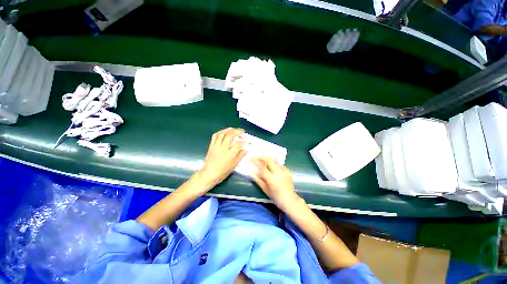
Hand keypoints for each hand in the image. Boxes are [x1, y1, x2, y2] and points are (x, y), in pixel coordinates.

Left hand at [197, 128, 246, 188]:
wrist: (209, 173)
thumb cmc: (223, 171)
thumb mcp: (234, 165)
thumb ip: (240, 156)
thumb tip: (245, 150)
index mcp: (230, 154)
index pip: (239, 144)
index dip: (243, 140)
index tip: (246, 137)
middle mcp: (223, 148)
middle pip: (230, 135)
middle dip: (237, 131)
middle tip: (241, 131)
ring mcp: (216, 146)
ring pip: (222, 134)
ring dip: (229, 130)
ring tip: (233, 129)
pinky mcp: (211, 145)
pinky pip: (215, 136)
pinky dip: (220, 132)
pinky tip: (223, 132)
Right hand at [251, 156, 299, 209]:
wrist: (290, 200)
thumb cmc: (275, 197)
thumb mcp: (265, 189)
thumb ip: (258, 180)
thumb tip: (251, 172)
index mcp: (271, 178)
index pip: (262, 166)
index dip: (255, 161)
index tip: (250, 158)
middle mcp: (278, 172)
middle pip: (269, 160)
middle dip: (262, 156)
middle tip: (256, 156)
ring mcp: (284, 170)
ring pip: (274, 160)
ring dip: (268, 158)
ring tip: (262, 157)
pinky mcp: (288, 170)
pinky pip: (279, 163)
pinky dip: (274, 162)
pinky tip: (271, 163)